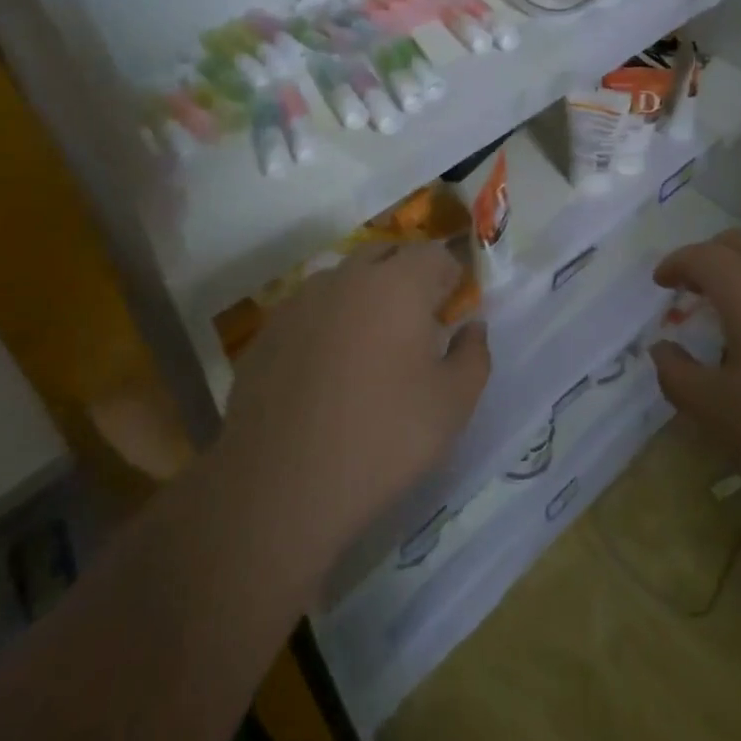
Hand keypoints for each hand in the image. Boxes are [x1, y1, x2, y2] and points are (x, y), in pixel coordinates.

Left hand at [218, 243, 489, 565]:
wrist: (281, 486)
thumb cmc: (383, 438)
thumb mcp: (453, 404)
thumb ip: (474, 355)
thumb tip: (471, 327)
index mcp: (397, 284)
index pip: (433, 253)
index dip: (449, 277)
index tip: (453, 311)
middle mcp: (346, 278)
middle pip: (385, 255)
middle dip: (407, 277)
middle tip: (417, 325)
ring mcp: (300, 301)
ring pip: (343, 281)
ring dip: (364, 298)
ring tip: (370, 349)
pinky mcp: (267, 332)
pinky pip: (310, 311)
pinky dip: (327, 324)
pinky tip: (326, 372)